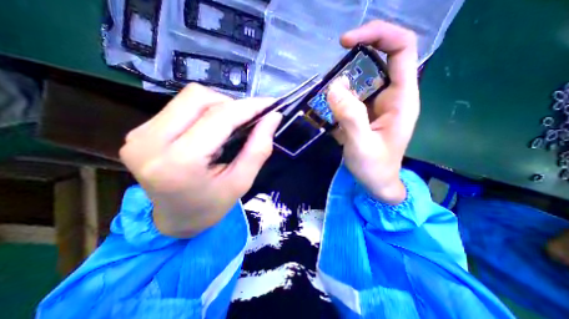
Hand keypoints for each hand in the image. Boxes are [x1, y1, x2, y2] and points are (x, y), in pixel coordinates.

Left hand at [120, 83, 281, 238]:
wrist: (176, 219)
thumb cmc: (212, 205)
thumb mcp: (242, 181)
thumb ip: (259, 148)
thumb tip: (273, 117)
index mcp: (180, 163)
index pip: (219, 118)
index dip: (248, 107)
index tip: (269, 104)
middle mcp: (151, 142)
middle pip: (199, 98)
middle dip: (231, 105)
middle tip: (246, 121)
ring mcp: (139, 135)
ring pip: (189, 98)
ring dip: (218, 107)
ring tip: (229, 127)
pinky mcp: (138, 132)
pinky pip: (179, 106)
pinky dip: (203, 112)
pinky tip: (210, 130)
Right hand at [327, 20, 419, 203]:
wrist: (376, 183)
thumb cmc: (374, 168)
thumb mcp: (362, 145)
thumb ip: (350, 117)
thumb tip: (335, 86)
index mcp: (402, 99)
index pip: (400, 49)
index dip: (377, 35)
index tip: (346, 42)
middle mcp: (392, 96)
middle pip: (380, 58)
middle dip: (356, 55)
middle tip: (332, 67)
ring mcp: (377, 104)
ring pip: (363, 78)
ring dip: (343, 79)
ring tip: (327, 95)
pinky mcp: (365, 113)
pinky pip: (352, 95)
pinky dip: (339, 95)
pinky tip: (328, 108)